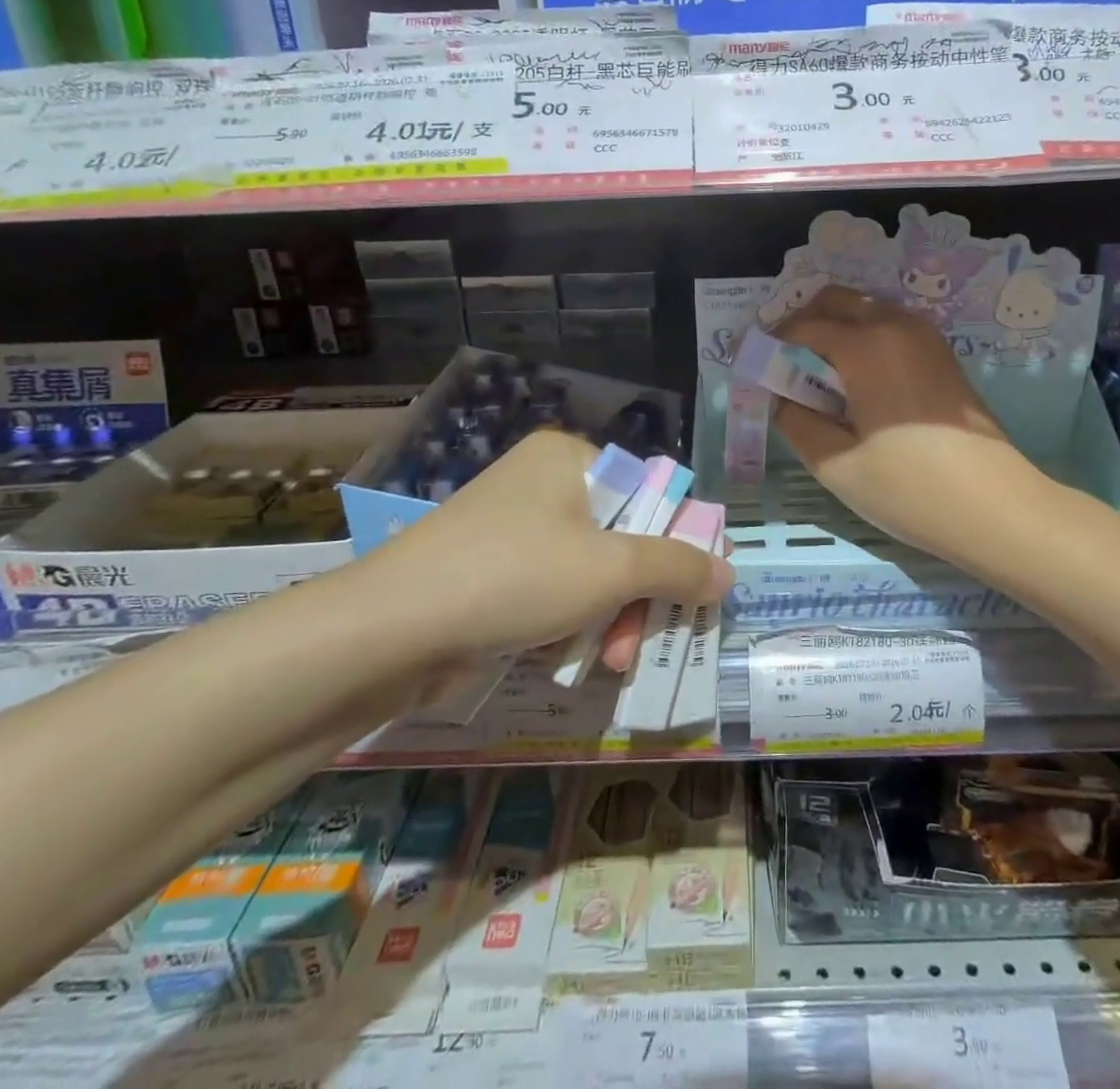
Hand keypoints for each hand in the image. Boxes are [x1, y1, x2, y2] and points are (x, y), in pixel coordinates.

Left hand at [365, 430, 730, 669]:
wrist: (390, 631)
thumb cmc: (515, 576)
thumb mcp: (611, 569)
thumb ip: (678, 567)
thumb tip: (729, 573)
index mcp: (570, 458)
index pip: (650, 493)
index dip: (680, 541)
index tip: (696, 590)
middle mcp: (542, 484)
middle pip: (622, 538)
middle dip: (640, 596)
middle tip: (648, 637)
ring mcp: (513, 529)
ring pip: (591, 572)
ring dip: (611, 618)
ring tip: (612, 661)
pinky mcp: (491, 572)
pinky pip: (554, 592)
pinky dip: (573, 624)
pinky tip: (579, 659)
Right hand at [771, 286, 1046, 569]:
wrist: (996, 508)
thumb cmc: (909, 488)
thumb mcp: (835, 463)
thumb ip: (795, 422)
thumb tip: (781, 398)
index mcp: (865, 345)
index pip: (802, 327)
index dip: (770, 344)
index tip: (753, 368)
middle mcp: (897, 326)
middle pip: (836, 300)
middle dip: (802, 323)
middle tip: (783, 365)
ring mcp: (926, 338)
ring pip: (866, 310)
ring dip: (835, 329)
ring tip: (816, 377)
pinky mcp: (942, 356)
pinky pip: (891, 328)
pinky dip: (863, 339)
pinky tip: (855, 383)